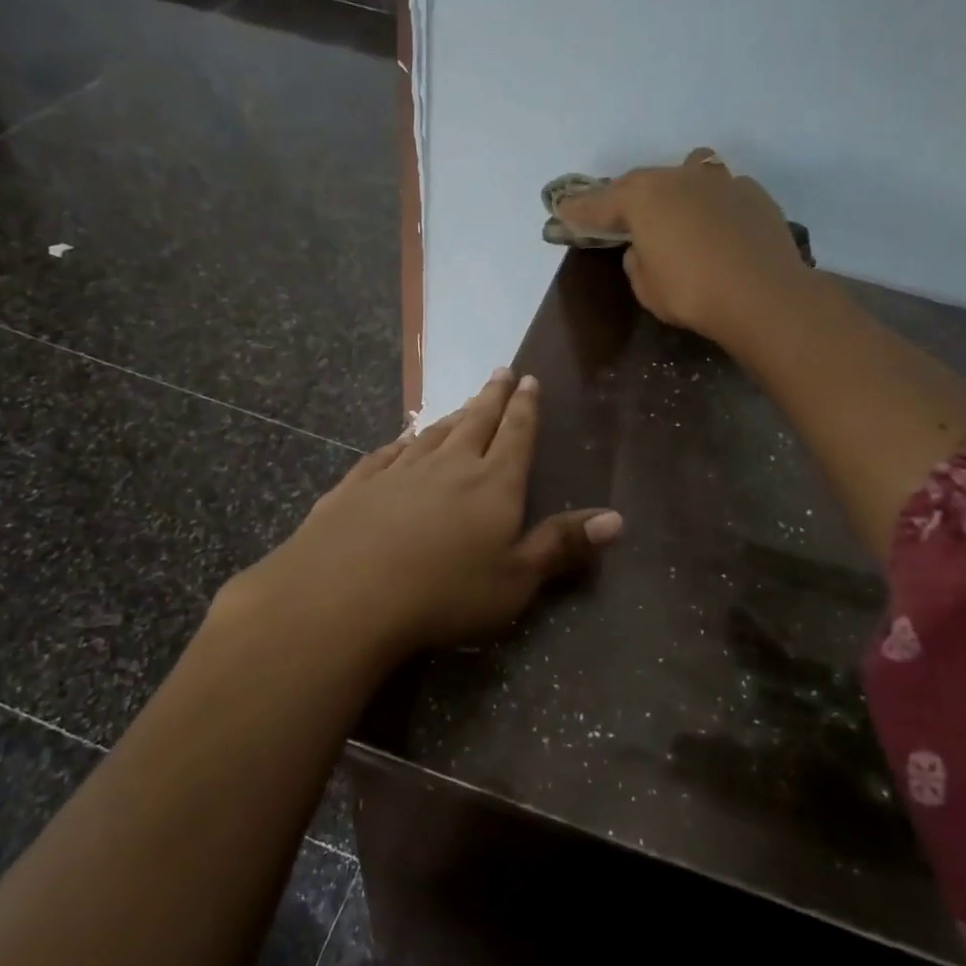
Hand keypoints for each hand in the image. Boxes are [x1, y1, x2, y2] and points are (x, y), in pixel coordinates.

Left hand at [223, 369, 622, 665]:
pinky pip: (386, 454)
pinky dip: (401, 443)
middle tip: (501, 371)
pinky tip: (401, 442)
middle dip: (492, 396)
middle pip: (476, 421)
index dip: (526, 407)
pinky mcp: (358, 485)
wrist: (347, 594)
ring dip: (452, 416)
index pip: (516, 434)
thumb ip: (562, 545)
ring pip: (432, 434)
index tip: (528, 379)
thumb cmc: (445, 592)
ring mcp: (399, 472)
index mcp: (493, 483)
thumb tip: (618, 518)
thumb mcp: (516, 579)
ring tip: (464, 405)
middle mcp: (448, 465)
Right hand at [569, 147, 813, 353]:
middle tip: (614, 214)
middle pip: (642, 182)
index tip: (562, 211)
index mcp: (644, 198)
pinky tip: (714, 228)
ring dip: (672, 191)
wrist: (764, 295)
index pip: (600, 202)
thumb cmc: (692, 293)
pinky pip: (719, 192)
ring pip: (686, 174)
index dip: (579, 209)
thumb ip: (637, 260)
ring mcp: (720, 181)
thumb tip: (644, 246)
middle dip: (624, 197)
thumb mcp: (647, 287)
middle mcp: (679, 177)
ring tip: (671, 211)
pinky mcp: (753, 194)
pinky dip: (708, 205)